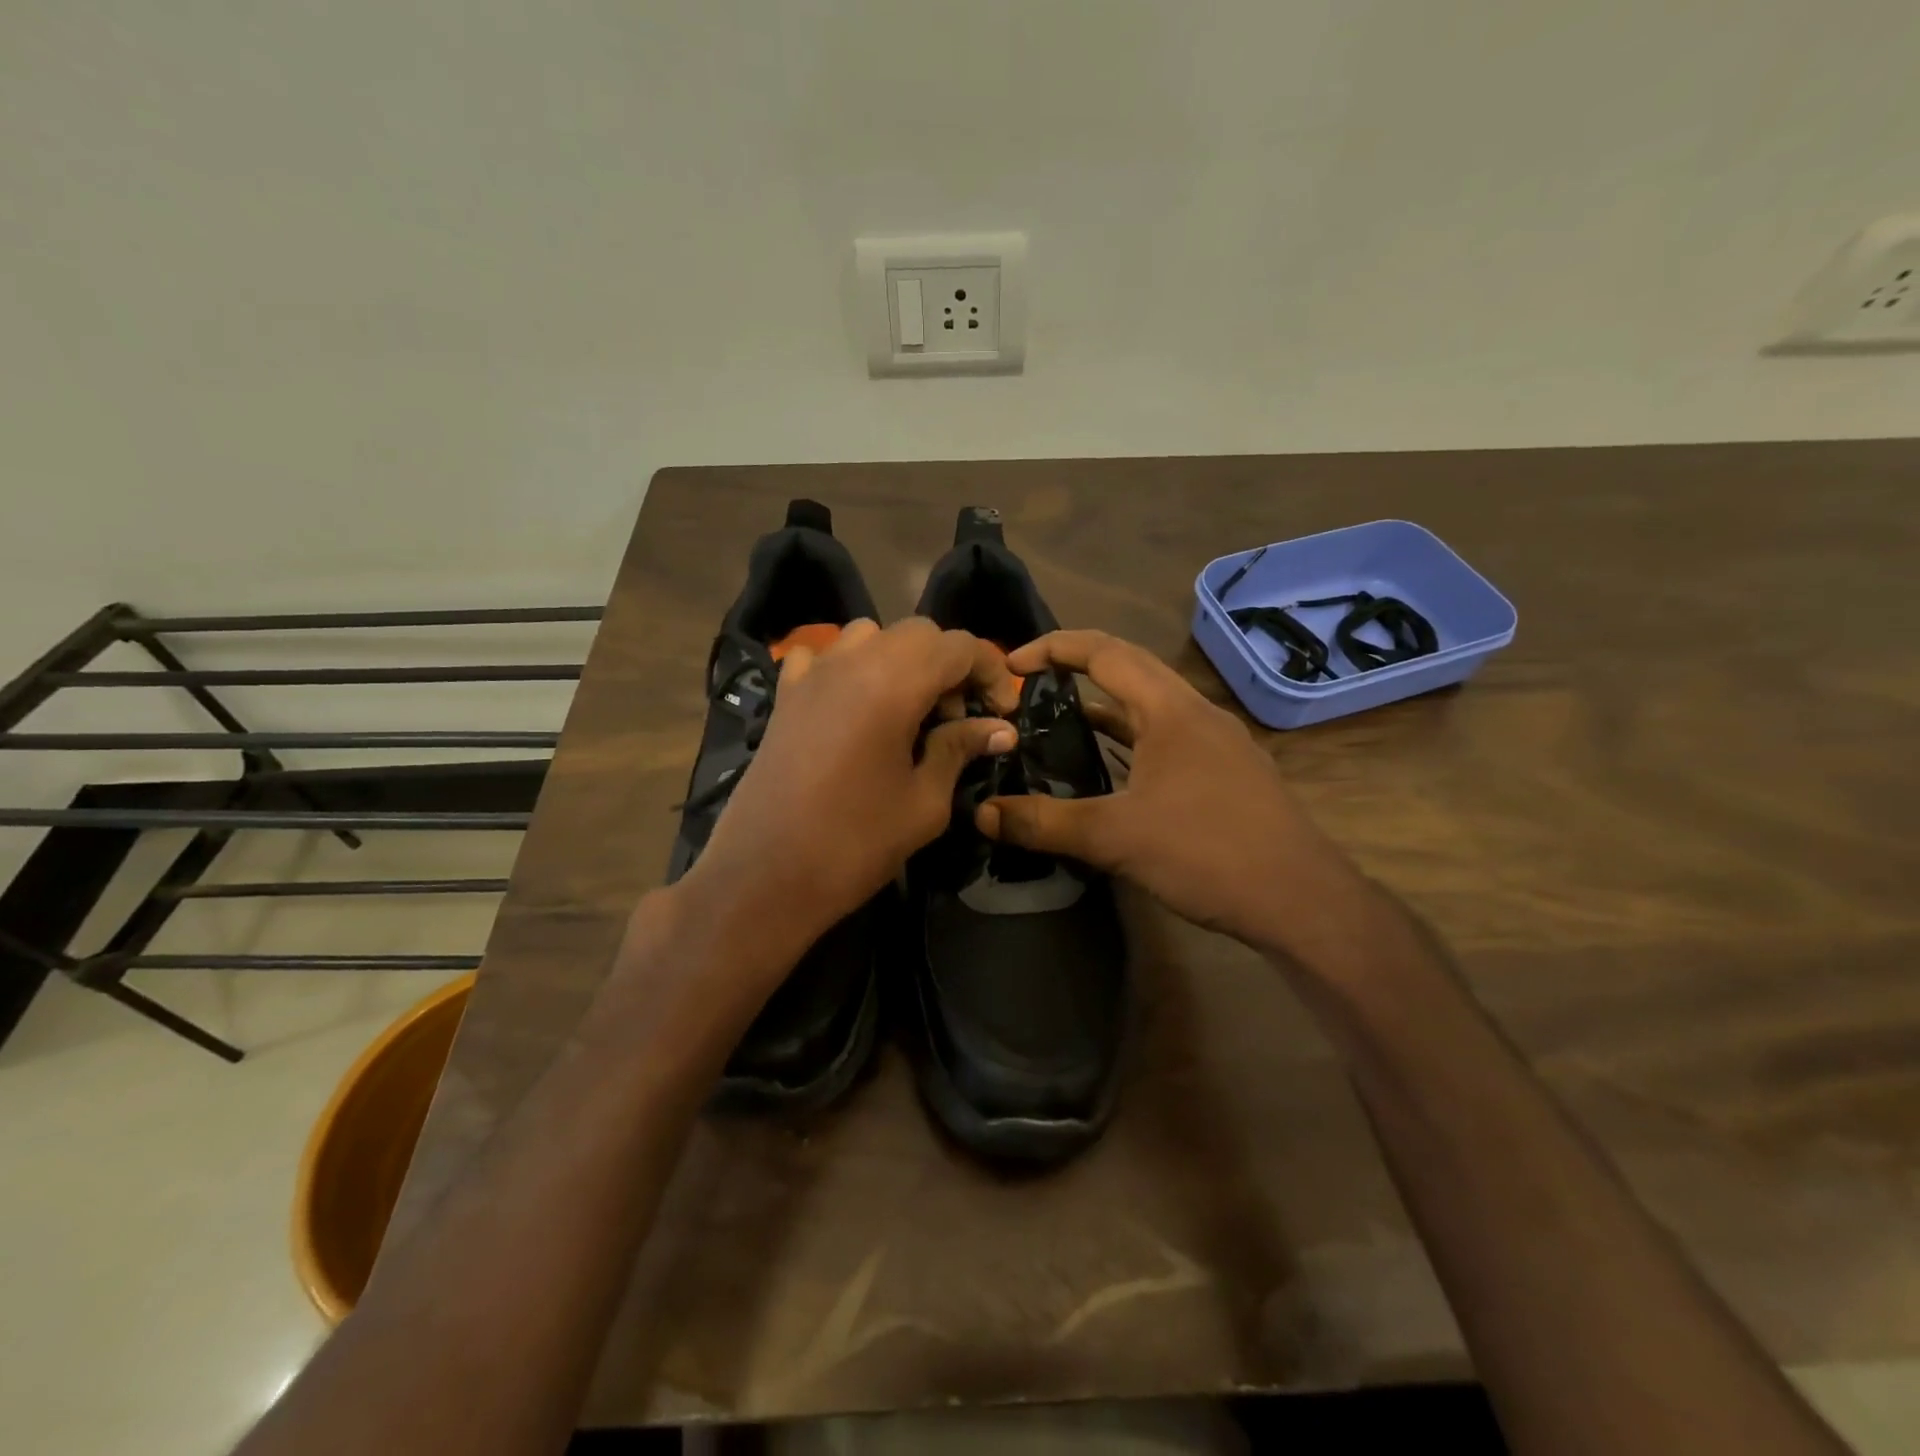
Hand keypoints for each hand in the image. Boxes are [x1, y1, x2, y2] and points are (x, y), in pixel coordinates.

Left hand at [676, 617, 1018, 961]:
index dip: (990, 672)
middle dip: (949, 664)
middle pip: (918, 633)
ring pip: (870, 635)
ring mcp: (811, 673)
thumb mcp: (924, 802)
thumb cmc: (855, 843)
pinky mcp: (784, 696)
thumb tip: (999, 729)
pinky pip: (822, 656)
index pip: (959, 645)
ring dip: (901, 661)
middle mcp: (852, 660)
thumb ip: (960, 750)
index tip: (1000, 714)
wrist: (764, 876)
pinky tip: (852, 705)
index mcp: (893, 681)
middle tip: (956, 718)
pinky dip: (848, 667)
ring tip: (907, 711)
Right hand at [975, 629, 1343, 945]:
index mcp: (1171, 709)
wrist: (1302, 901)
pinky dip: (1130, 741)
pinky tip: (1110, 771)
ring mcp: (1217, 743)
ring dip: (1104, 708)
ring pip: (1150, 708)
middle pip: (1130, 670)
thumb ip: (1045, 823)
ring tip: (1057, 724)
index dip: (1054, 648)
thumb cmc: (1208, 852)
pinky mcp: (1227, 774)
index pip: (1105, 652)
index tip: (1011, 665)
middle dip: (1076, 670)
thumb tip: (982, 814)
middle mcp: (1196, 713)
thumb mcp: (1115, 837)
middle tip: (1028, 690)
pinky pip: (1166, 739)